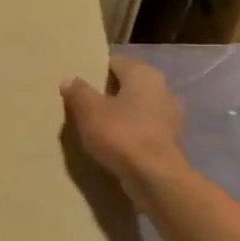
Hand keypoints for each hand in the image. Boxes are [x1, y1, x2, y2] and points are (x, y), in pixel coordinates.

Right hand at [61, 55, 187, 200]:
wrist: (156, 178)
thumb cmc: (122, 135)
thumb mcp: (90, 111)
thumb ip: (78, 92)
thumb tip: (69, 79)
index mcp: (144, 75)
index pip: (116, 62)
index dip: (96, 70)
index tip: (78, 82)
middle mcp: (163, 90)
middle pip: (129, 85)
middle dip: (109, 93)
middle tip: (84, 104)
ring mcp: (170, 117)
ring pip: (138, 108)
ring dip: (121, 114)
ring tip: (97, 126)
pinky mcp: (170, 142)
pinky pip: (144, 130)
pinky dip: (130, 133)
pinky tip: (114, 144)